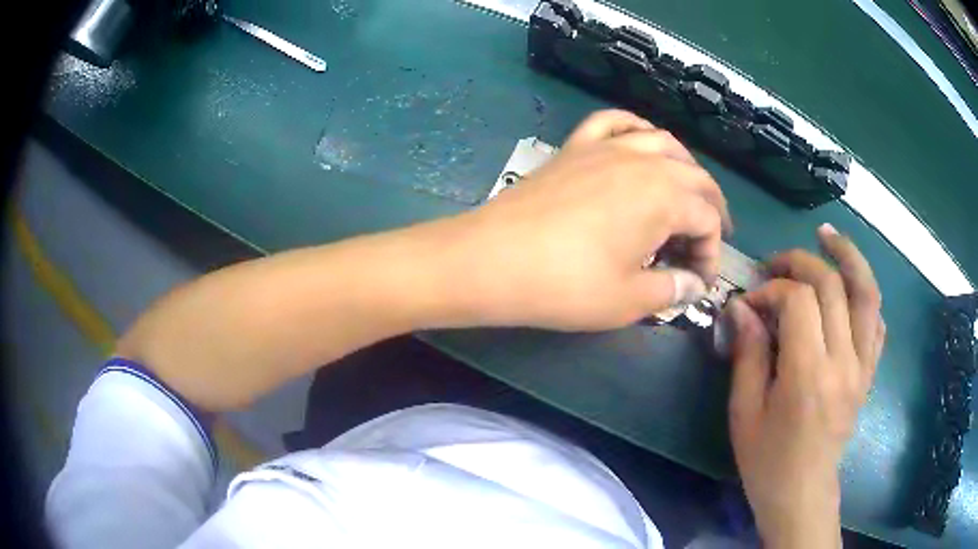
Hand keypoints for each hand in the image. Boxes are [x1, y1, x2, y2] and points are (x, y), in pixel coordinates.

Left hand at [444, 109, 730, 329]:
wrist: (492, 259)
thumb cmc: (566, 284)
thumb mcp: (629, 300)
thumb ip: (672, 289)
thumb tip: (694, 284)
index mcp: (664, 196)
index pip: (708, 219)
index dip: (712, 253)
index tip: (699, 281)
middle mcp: (643, 160)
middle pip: (694, 177)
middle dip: (710, 208)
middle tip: (708, 239)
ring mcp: (606, 146)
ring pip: (662, 142)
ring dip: (683, 167)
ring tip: (685, 193)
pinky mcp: (576, 145)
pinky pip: (614, 122)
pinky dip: (635, 128)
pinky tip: (640, 141)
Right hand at [726, 224, 884, 547]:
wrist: (802, 493)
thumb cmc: (766, 460)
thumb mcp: (745, 413)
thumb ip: (747, 355)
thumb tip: (741, 307)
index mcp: (808, 375)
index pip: (798, 301)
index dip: (771, 289)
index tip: (750, 301)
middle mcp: (843, 362)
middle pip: (832, 285)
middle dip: (800, 262)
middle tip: (775, 265)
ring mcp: (863, 366)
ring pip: (867, 293)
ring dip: (848, 257)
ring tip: (828, 236)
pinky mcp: (869, 373)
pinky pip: (877, 322)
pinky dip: (864, 295)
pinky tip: (849, 288)